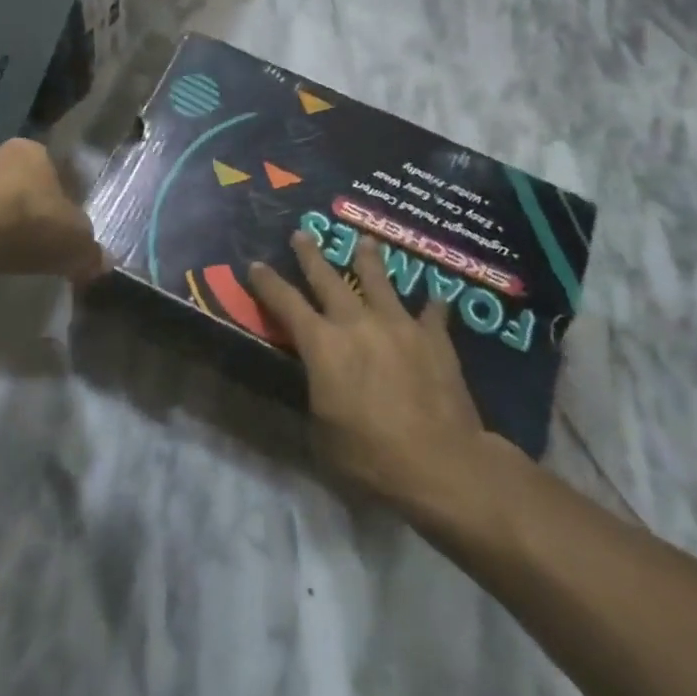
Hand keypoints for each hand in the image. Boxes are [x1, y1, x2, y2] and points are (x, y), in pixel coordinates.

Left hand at [0, 138, 105, 283]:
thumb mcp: (75, 241)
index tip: (65, 223)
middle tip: (39, 240)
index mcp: (35, 152)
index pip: (56, 169)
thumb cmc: (30, 221)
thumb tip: (103, 263)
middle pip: (20, 182)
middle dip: (29, 207)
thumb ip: (90, 251)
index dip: (64, 196)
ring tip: (8, 254)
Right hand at [249, 233, 486, 508]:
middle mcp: (356, 322)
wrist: (440, 462)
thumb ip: (318, 394)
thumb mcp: (323, 432)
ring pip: (379, 281)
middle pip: (328, 279)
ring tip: (366, 241)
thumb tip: (319, 380)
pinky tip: (436, 298)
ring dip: (369, 259)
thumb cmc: (370, 456)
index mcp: (322, 345)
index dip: (268, 284)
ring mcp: (398, 324)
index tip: (256, 264)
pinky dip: (431, 307)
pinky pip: (431, 314)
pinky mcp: (433, 338)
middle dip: (311, 255)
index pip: (286, 304)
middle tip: (302, 233)